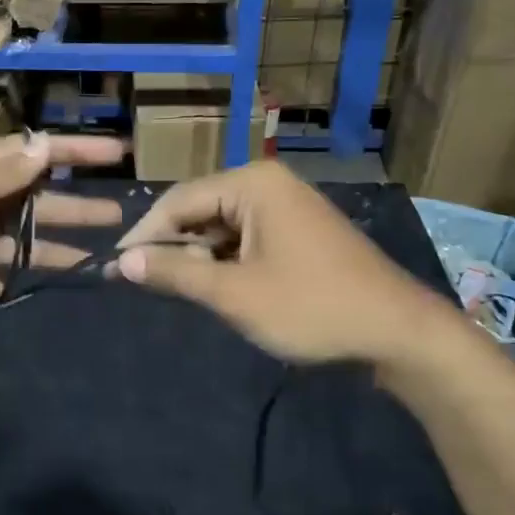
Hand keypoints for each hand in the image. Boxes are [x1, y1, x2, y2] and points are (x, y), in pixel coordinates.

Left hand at [0, 131, 124, 353]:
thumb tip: (43, 146)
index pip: (27, 154)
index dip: (70, 152)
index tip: (115, 155)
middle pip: (34, 197)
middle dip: (76, 202)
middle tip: (120, 212)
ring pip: (29, 238)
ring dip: (64, 241)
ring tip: (106, 249)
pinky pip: (12, 273)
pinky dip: (36, 276)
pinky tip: (65, 280)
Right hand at [111, 163, 461, 365]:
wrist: (398, 331)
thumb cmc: (311, 307)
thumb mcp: (235, 294)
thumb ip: (176, 273)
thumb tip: (123, 262)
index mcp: (252, 184)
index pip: (179, 200)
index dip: (144, 235)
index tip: (116, 268)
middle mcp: (268, 183)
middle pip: (200, 209)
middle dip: (174, 247)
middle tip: (146, 284)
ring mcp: (287, 205)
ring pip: (222, 225)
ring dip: (199, 257)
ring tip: (180, 290)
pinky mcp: (299, 229)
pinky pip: (246, 236)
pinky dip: (226, 260)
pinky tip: (217, 287)